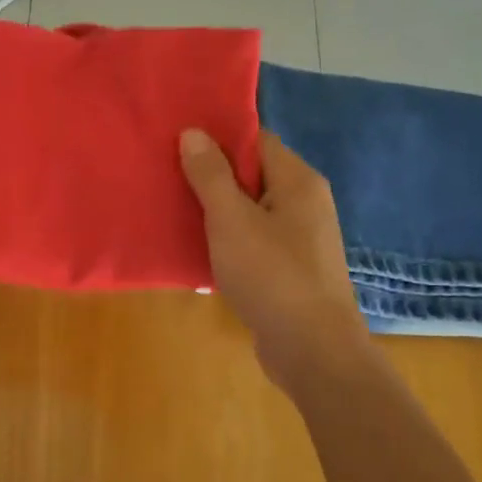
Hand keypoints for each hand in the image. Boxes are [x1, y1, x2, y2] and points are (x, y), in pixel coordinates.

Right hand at [180, 128, 367, 394]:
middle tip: (169, 178)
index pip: (256, 140)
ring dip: (217, 212)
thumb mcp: (231, 220)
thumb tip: (194, 131)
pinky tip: (199, 251)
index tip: (178, 144)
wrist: (313, 351)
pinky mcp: (291, 270)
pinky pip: (254, 241)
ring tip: (175, 212)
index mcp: (297, 181)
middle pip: (253, 175)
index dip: (218, 139)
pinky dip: (229, 241)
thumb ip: (211, 175)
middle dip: (212, 177)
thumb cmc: (272, 276)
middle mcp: (305, 203)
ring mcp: (300, 239)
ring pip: (251, 211)